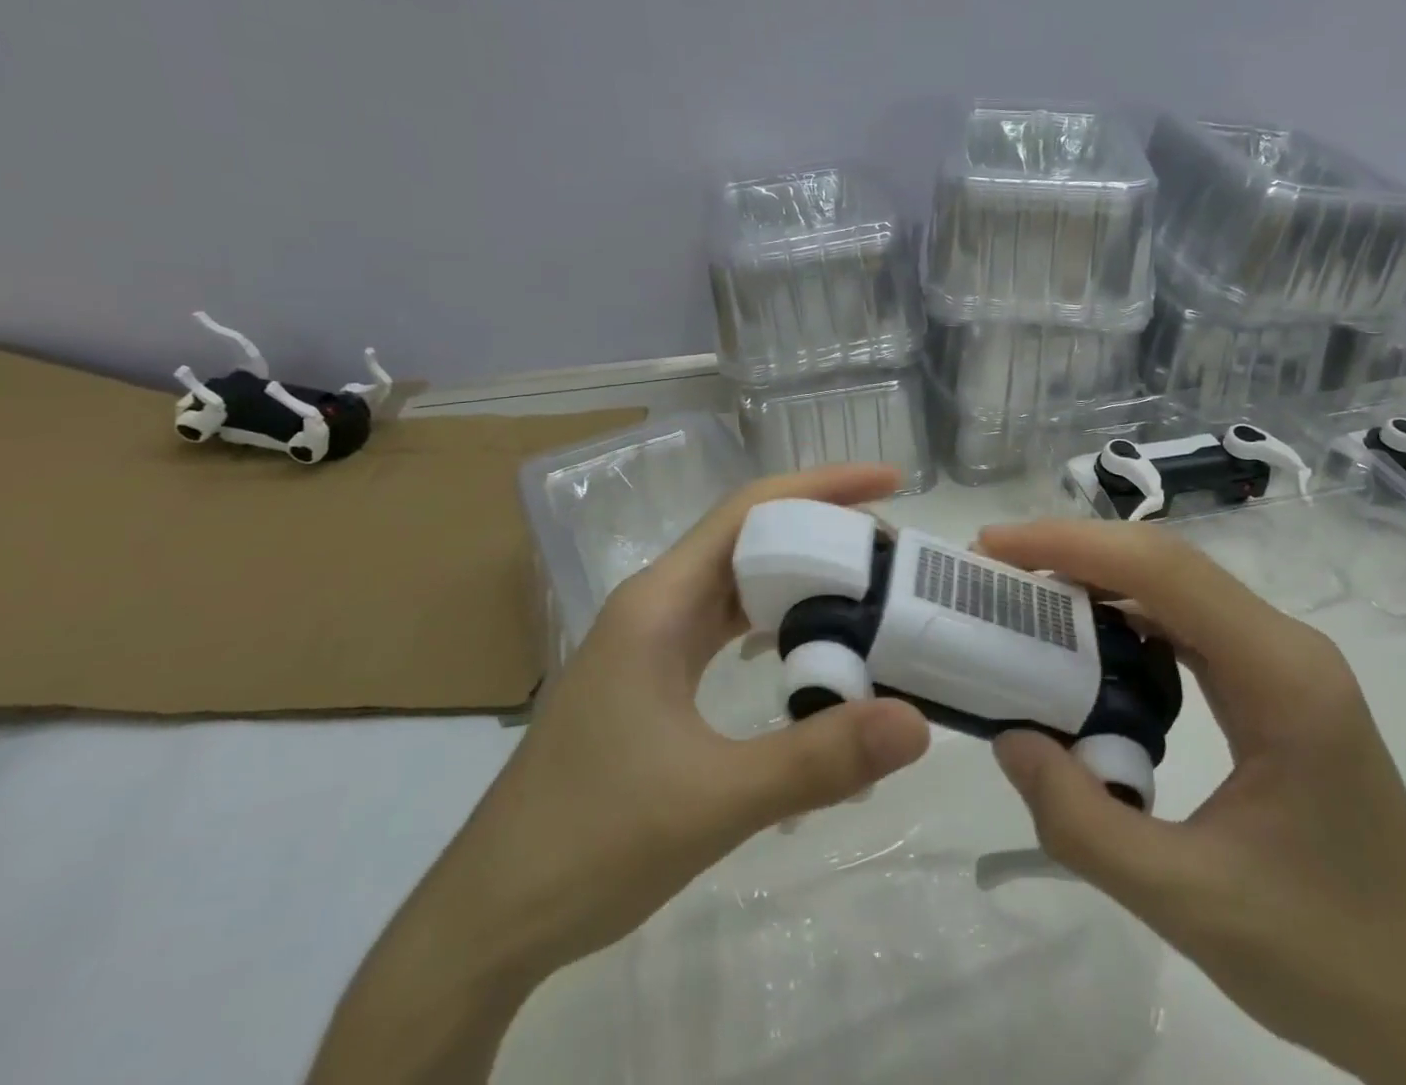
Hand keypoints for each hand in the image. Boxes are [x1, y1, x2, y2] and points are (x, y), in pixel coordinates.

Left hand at [444, 465, 932, 973]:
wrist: (488, 920)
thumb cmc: (588, 843)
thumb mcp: (714, 802)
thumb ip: (817, 760)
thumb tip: (917, 721)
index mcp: (660, 602)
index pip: (750, 510)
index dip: (822, 485)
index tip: (889, 484)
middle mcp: (655, 606)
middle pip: (750, 538)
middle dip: (823, 534)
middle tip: (895, 557)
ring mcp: (651, 643)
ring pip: (739, 584)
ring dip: (801, 580)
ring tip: (868, 594)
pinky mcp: (653, 680)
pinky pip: (726, 628)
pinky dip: (776, 625)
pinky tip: (809, 652)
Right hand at [979, 520, 1405, 1084]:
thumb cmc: (1325, 959)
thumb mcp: (1185, 901)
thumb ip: (1081, 822)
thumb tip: (1009, 734)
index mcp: (1281, 677)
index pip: (1162, 572)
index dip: (1072, 545)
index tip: (995, 548)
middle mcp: (1287, 647)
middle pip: (1167, 562)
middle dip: (1074, 550)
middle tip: (995, 565)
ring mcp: (1286, 662)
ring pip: (1176, 585)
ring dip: (1097, 577)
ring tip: (1023, 592)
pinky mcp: (1275, 684)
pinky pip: (1188, 622)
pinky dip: (1125, 615)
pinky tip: (1083, 640)